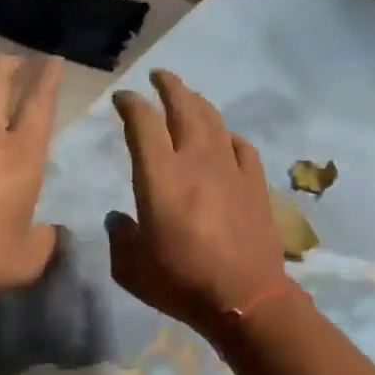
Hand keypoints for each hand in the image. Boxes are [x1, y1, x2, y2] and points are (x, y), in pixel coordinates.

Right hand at [107, 70, 286, 338]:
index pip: (143, 122)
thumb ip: (120, 237)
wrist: (244, 297)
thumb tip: (118, 219)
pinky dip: (229, 136)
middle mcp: (196, 160)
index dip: (131, 104)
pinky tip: (226, 138)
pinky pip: (242, 146)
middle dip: (169, 85)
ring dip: (198, 103)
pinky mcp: (255, 184)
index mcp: (160, 176)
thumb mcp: (131, 268)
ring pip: (214, 120)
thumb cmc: (181, 282)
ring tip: (189, 98)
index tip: (123, 98)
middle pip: (184, 107)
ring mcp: (231, 169)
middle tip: (159, 77)